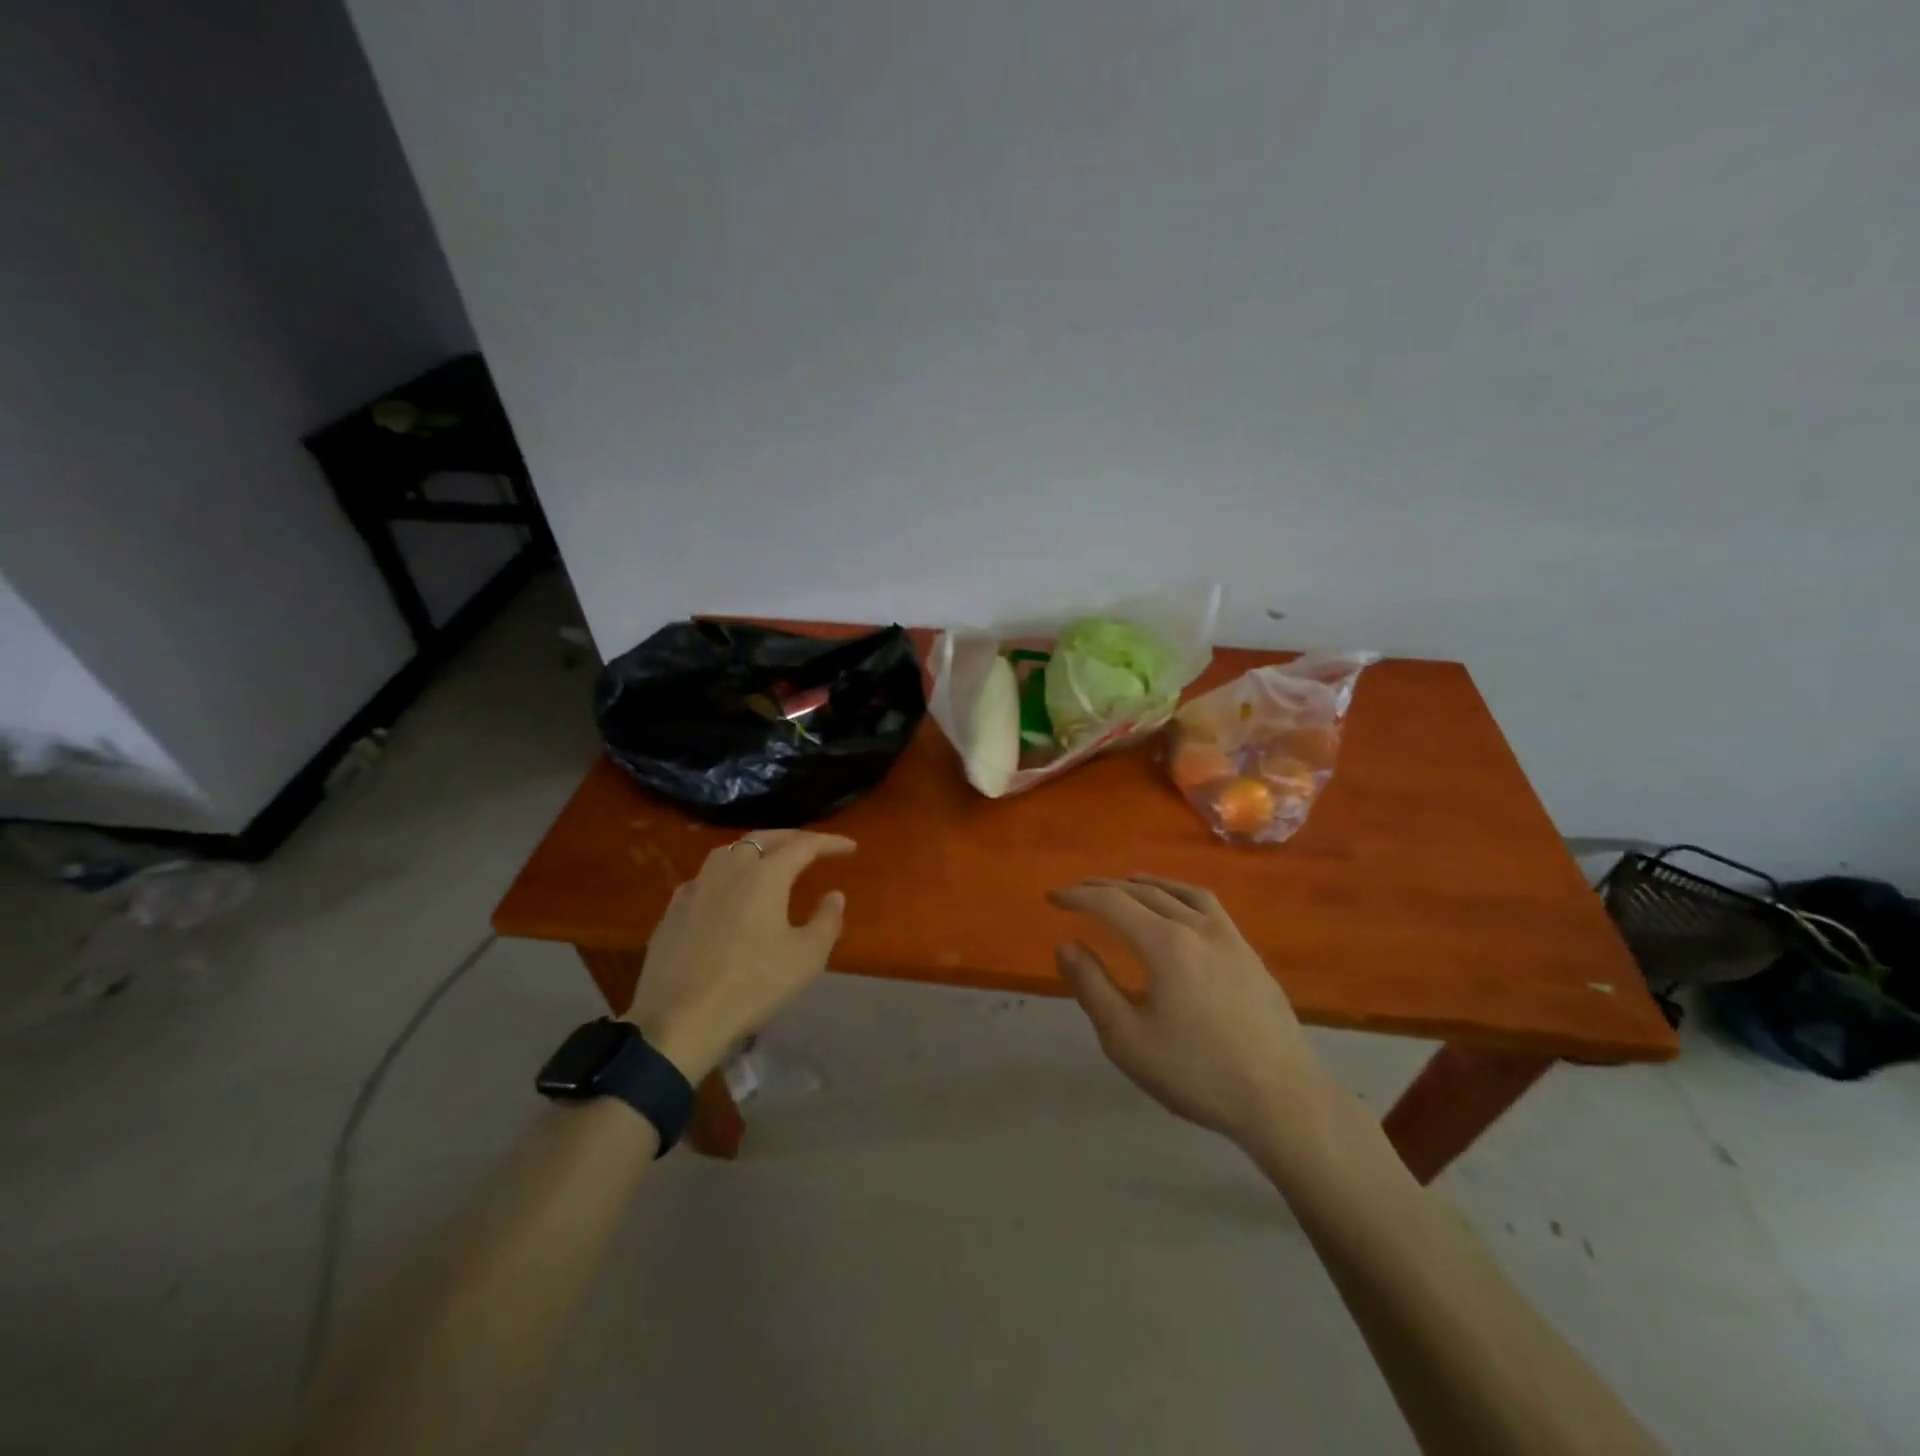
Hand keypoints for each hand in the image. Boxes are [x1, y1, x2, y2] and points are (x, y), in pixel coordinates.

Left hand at [625, 830, 853, 1081]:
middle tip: (813, 847)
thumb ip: (827, 920)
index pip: (803, 845)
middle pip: (763, 838)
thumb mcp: (806, 957)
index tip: (850, 848)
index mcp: (764, 875)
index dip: (829, 843)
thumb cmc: (753, 986)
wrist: (680, 1021)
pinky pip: (707, 877)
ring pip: (730, 852)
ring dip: (757, 850)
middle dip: (792, 838)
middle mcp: (728, 869)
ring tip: (772, 863)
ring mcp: (696, 887)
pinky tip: (730, 895)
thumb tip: (834, 895)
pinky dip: (729, 874)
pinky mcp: (674, 909)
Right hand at [1049, 875, 1322, 1145]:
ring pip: (1181, 893)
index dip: (1078, 896)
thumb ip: (1092, 987)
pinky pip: (1209, 907)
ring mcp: (1230, 938)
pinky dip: (1182, 895)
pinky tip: (1181, 910)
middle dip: (1107, 887)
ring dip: (1148, 884)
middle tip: (1080, 890)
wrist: (1283, 1100)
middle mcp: (1198, 927)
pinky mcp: (1250, 954)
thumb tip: (1066, 945)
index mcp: (1165, 944)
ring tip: (1128, 883)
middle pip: (1145, 893)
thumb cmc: (1197, 1073)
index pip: (1112, 904)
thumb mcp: (1127, 1039)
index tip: (1053, 897)